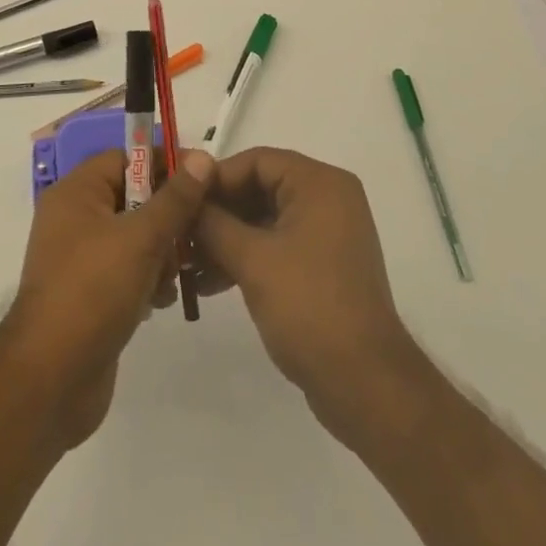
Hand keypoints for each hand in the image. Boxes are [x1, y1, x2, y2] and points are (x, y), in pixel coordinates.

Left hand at [2, 147, 211, 448]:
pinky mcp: (89, 294)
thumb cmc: (93, 292)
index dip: (164, 164)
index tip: (202, 179)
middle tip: (197, 233)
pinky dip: (147, 278)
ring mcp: (80, 258)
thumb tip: (203, 157)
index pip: (126, 158)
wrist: (50, 381)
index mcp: (76, 192)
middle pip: (132, 197)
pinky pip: (126, 269)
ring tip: (177, 273)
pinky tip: (161, 299)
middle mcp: (74, 218)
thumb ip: (175, 198)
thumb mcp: (141, 238)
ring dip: (161, 250)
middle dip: (167, 214)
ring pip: (134, 236)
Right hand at [192, 148, 418, 444]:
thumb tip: (185, 197)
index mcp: (319, 184)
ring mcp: (328, 234)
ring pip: (265, 219)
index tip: (180, 198)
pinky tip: (211, 282)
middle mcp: (328, 199)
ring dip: (227, 238)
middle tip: (179, 230)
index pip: (257, 161)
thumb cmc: (308, 307)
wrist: (365, 385)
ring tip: (187, 263)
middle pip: (260, 188)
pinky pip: (277, 245)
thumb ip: (213, 222)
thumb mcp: (252, 260)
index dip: (216, 177)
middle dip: (218, 211)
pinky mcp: (324, 266)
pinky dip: (246, 257)